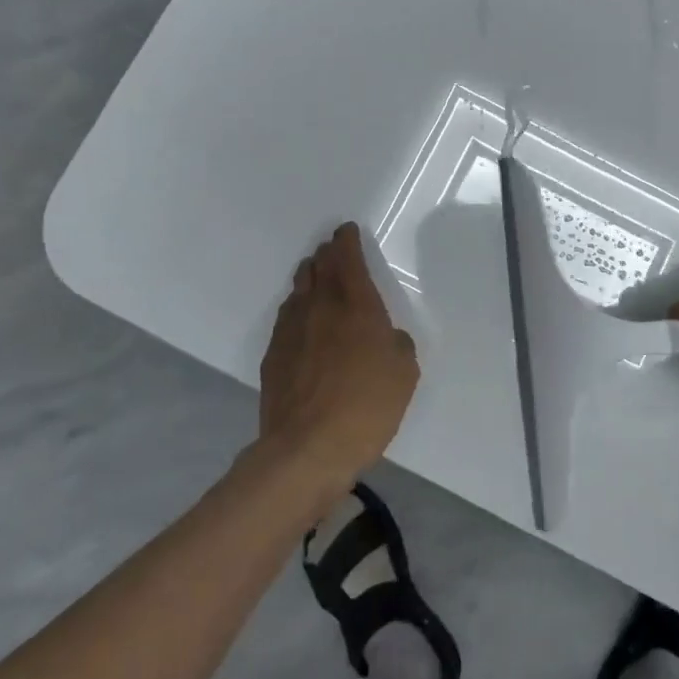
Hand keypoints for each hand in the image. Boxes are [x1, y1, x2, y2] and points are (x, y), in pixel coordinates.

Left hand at [259, 224, 419, 490]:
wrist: (307, 448)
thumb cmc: (367, 406)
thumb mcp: (404, 373)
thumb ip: (398, 344)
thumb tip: (387, 337)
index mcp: (357, 306)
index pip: (348, 260)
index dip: (347, 242)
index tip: (346, 230)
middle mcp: (321, 308)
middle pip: (319, 269)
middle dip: (326, 254)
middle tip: (331, 249)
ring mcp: (292, 330)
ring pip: (299, 290)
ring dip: (308, 277)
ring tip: (313, 274)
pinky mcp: (274, 355)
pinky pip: (286, 317)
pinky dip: (295, 307)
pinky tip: (299, 316)